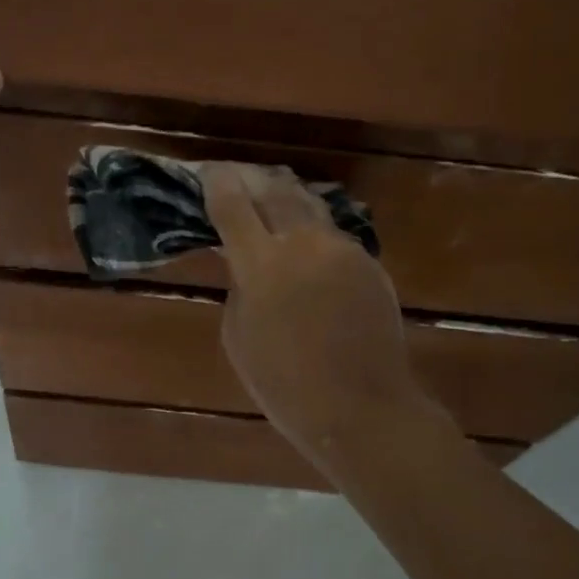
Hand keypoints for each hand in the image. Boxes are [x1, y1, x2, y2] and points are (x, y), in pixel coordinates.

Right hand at [204, 164, 430, 462]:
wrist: (360, 407)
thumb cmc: (284, 383)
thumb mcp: (238, 335)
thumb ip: (238, 286)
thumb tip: (242, 259)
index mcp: (261, 263)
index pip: (232, 204)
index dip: (217, 182)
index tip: (209, 172)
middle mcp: (303, 242)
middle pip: (276, 190)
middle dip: (255, 179)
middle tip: (243, 177)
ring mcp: (342, 249)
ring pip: (310, 206)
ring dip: (288, 197)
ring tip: (276, 195)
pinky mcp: (369, 262)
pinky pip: (335, 235)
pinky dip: (315, 231)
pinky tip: (309, 242)